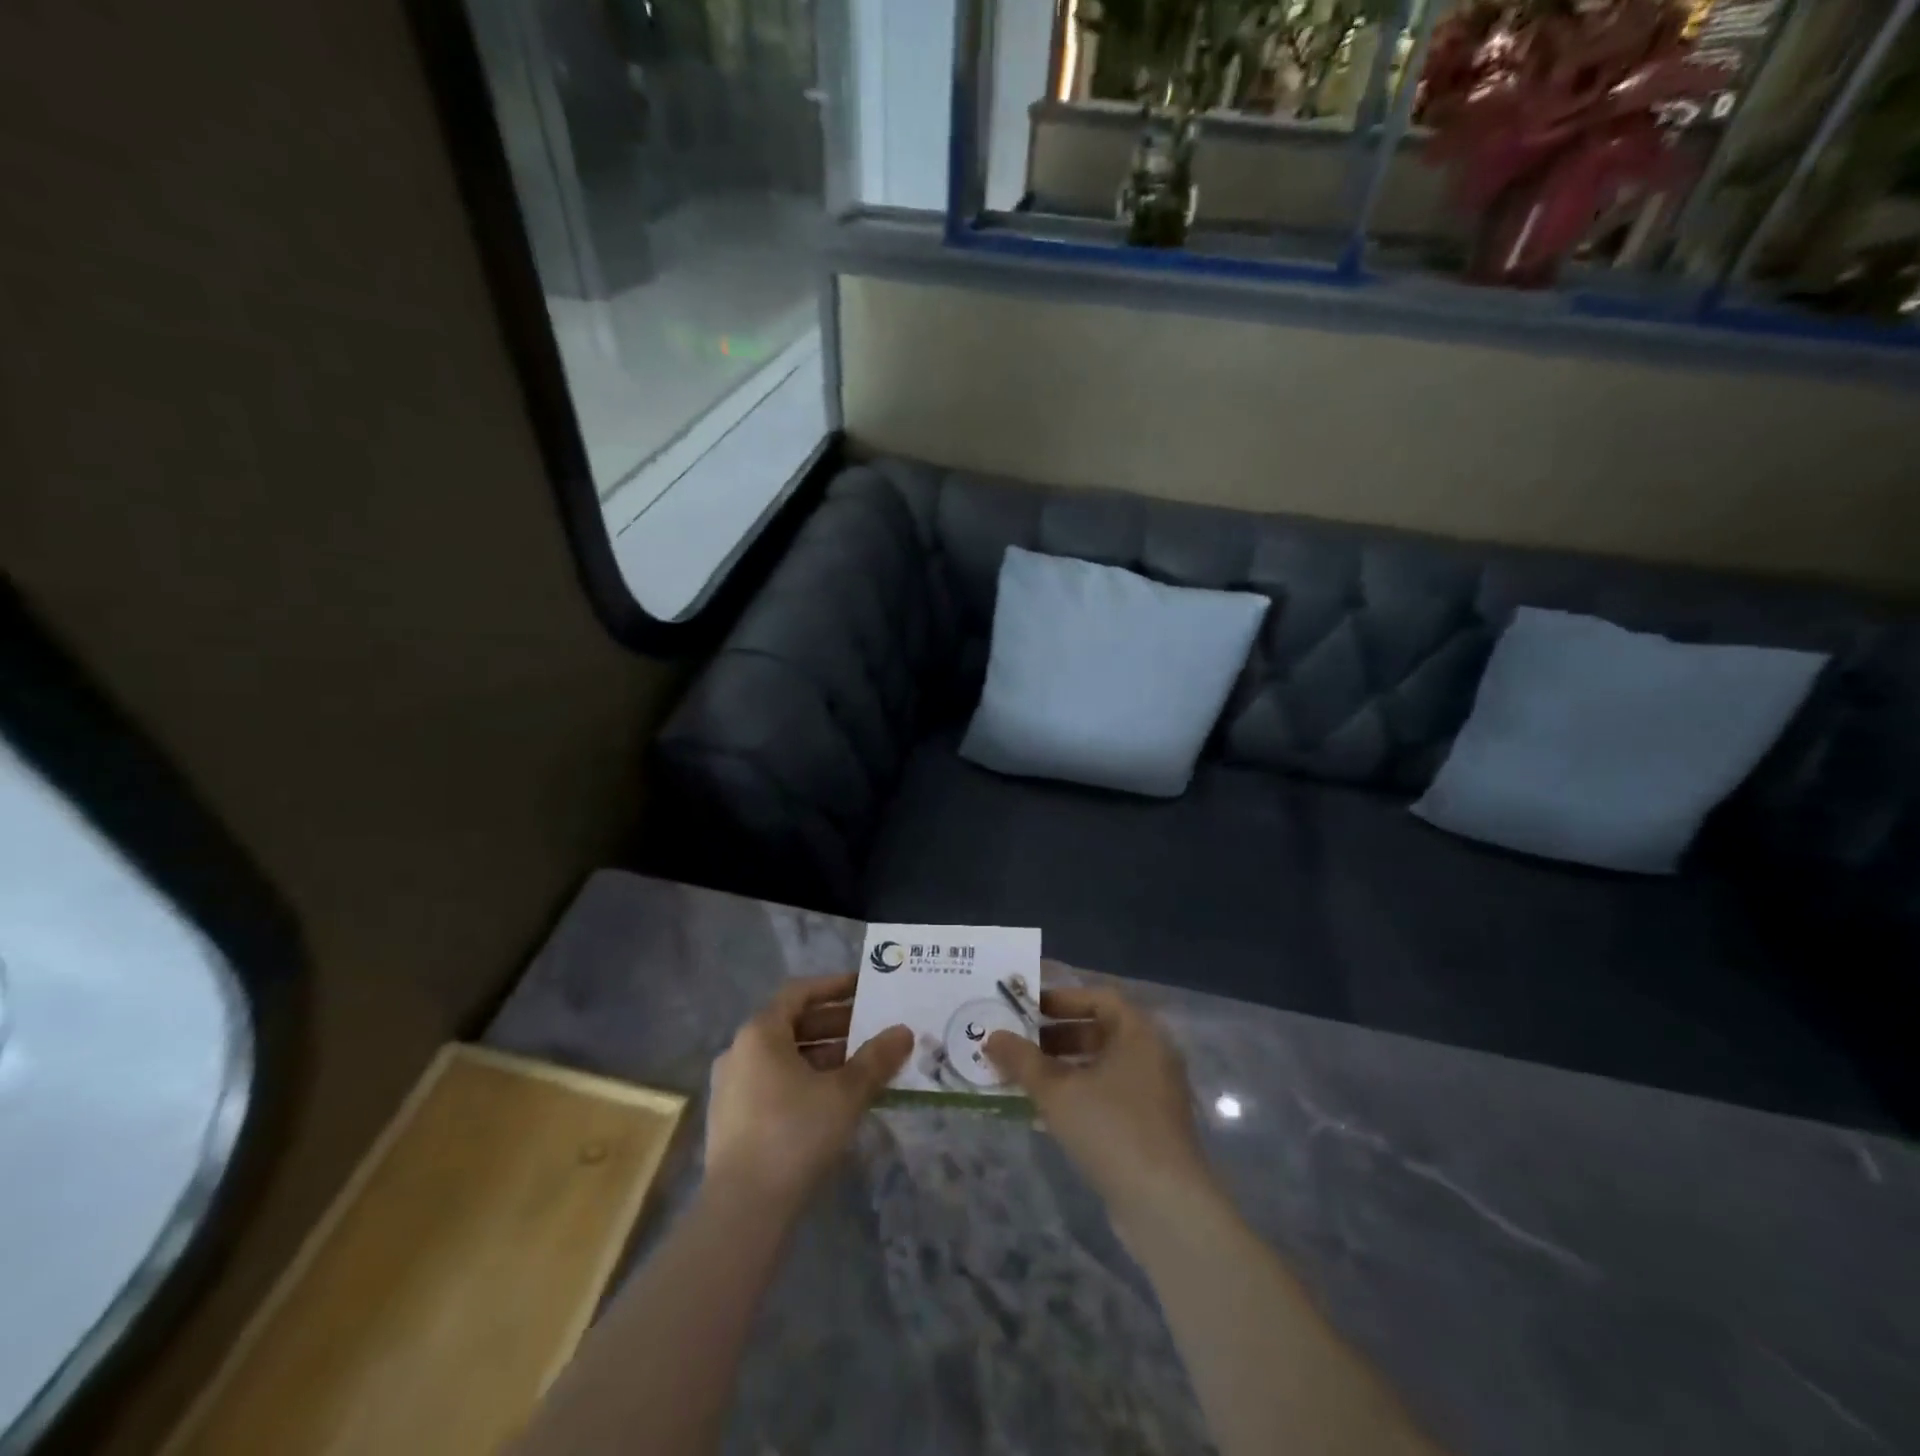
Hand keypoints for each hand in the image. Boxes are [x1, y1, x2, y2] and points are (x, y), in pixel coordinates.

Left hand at [705, 973, 910, 1209]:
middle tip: (872, 1028)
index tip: (864, 987)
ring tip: (861, 1065)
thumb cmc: (795, 1133)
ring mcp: (731, 1088)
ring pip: (784, 1058)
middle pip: (792, 1025)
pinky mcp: (732, 1121)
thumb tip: (904, 1032)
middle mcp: (739, 1052)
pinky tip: (835, 1100)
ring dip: (823, 1056)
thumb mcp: (846, 1093)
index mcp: (760, 1033)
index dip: (833, 986)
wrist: (743, 1211)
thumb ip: (876, 1058)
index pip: (799, 992)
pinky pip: (774, 1084)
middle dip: (834, 1025)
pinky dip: (805, 1080)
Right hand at [986, 986, 1218, 1237]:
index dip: (1061, 999)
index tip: (1027, 1009)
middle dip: (1056, 1036)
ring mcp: (1154, 1094)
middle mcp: (1152, 1055)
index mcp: (1139, 1033)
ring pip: (1102, 1067)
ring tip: (1024, 1079)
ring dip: (1063, 1069)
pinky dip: (1079, 1095)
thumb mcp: (1057, 1091)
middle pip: (1100, 1031)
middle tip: (1020, 1045)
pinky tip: (1046, 1113)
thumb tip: (992, 1036)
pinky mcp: (1150, 1128)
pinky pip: (1109, 1096)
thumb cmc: (1112, 1129)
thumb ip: (1022, 1060)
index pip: (1099, 998)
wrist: (1165, 1206)